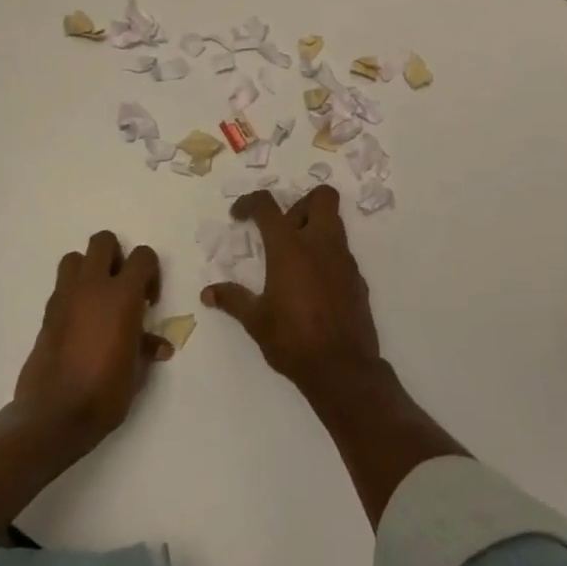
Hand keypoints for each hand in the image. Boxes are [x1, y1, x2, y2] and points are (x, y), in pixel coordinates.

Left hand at [14, 231, 171, 446]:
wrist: (54, 415)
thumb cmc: (105, 392)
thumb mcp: (136, 372)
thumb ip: (146, 347)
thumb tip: (159, 346)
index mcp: (122, 296)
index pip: (142, 256)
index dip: (150, 272)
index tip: (148, 301)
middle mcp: (92, 287)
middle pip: (103, 241)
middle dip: (116, 257)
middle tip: (122, 287)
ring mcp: (65, 297)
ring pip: (75, 258)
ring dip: (89, 269)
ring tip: (98, 300)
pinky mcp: (47, 313)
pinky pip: (61, 287)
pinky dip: (73, 294)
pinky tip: (80, 323)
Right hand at [202, 188, 381, 400]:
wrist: (343, 369)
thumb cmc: (293, 340)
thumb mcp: (256, 321)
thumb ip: (233, 300)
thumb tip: (208, 293)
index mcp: (290, 248)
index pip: (268, 206)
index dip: (250, 203)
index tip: (239, 216)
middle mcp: (321, 244)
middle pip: (321, 197)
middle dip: (301, 204)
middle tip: (283, 229)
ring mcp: (344, 260)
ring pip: (335, 222)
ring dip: (315, 228)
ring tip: (294, 258)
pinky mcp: (358, 278)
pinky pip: (342, 252)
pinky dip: (326, 256)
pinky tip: (313, 284)